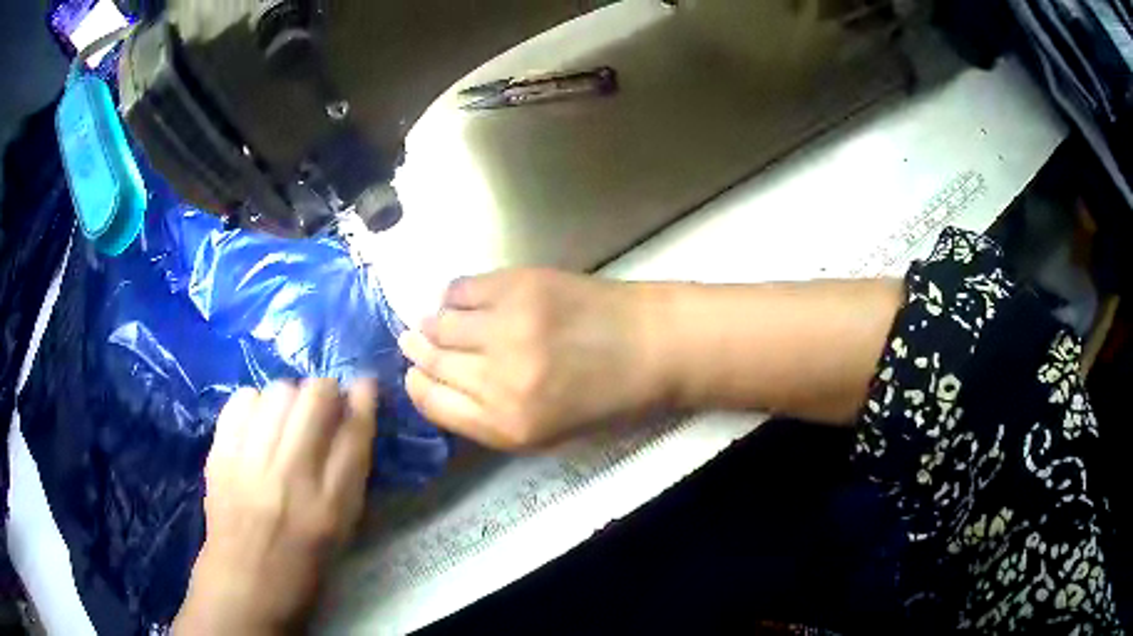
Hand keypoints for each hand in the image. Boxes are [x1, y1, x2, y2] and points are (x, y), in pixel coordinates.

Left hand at [173, 379, 378, 634]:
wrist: (245, 584)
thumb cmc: (303, 564)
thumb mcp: (342, 529)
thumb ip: (350, 474)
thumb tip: (354, 416)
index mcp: (331, 505)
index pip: (355, 431)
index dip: (364, 399)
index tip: (364, 386)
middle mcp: (291, 476)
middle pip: (316, 398)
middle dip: (326, 392)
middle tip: (322, 406)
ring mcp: (250, 462)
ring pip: (279, 391)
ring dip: (290, 398)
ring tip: (286, 419)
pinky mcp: (220, 455)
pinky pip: (243, 399)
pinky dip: (256, 404)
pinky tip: (257, 425)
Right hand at [398, 270, 667, 450]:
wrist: (654, 346)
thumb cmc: (607, 399)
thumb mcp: (546, 434)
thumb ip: (488, 416)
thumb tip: (437, 380)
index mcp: (508, 426)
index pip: (431, 402)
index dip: (416, 385)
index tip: (415, 373)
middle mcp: (499, 379)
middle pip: (430, 360)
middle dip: (418, 351)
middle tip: (415, 340)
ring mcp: (507, 327)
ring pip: (439, 321)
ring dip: (433, 323)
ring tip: (440, 321)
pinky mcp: (518, 285)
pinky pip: (461, 288)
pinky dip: (453, 295)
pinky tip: (463, 301)